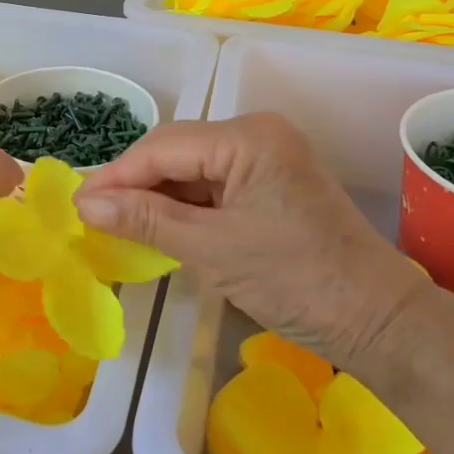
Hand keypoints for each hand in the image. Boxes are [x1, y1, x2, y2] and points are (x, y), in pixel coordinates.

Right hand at [73, 113, 432, 372]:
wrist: (377, 320)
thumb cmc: (295, 281)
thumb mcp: (211, 250)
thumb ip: (146, 219)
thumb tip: (86, 204)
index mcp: (248, 137)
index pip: (164, 148)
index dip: (116, 176)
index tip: (77, 204)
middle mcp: (258, 133)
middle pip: (177, 150)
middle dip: (134, 183)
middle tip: (93, 216)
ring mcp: (268, 156)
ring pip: (193, 167)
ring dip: (157, 195)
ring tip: (117, 223)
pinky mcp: (272, 182)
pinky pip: (215, 184)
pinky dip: (185, 205)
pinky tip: (158, 224)